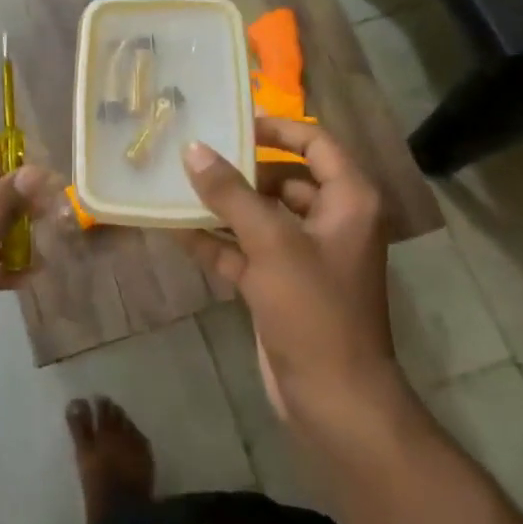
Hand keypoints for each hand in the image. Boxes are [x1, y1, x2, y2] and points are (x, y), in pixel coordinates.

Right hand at [181, 118, 396, 429]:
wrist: (334, 401)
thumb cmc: (315, 311)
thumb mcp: (272, 243)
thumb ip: (231, 193)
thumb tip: (194, 149)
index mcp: (348, 201)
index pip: (316, 143)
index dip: (277, 128)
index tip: (232, 122)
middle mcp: (330, 221)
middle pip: (284, 178)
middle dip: (240, 167)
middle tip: (193, 151)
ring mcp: (303, 256)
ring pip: (259, 216)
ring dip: (222, 205)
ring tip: (176, 184)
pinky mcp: (279, 286)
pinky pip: (244, 251)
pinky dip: (215, 242)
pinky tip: (174, 230)